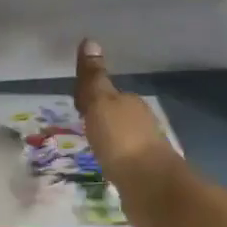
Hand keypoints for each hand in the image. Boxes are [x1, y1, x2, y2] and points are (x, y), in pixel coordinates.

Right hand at [74, 39, 184, 226]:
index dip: (91, 98)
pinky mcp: (144, 174)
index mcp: (130, 103)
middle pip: (116, 115)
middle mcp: (141, 123)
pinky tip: (106, 168)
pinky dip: (115, 160)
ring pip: (121, 138)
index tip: (76, 106)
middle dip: (101, 118)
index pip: (108, 94)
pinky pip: (124, 160)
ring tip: (90, 147)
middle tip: (80, 125)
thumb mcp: (100, 104)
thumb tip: (90, 40)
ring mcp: (145, 150)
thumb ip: (93, 78)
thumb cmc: (121, 140)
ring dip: (109, 140)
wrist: (150, 187)